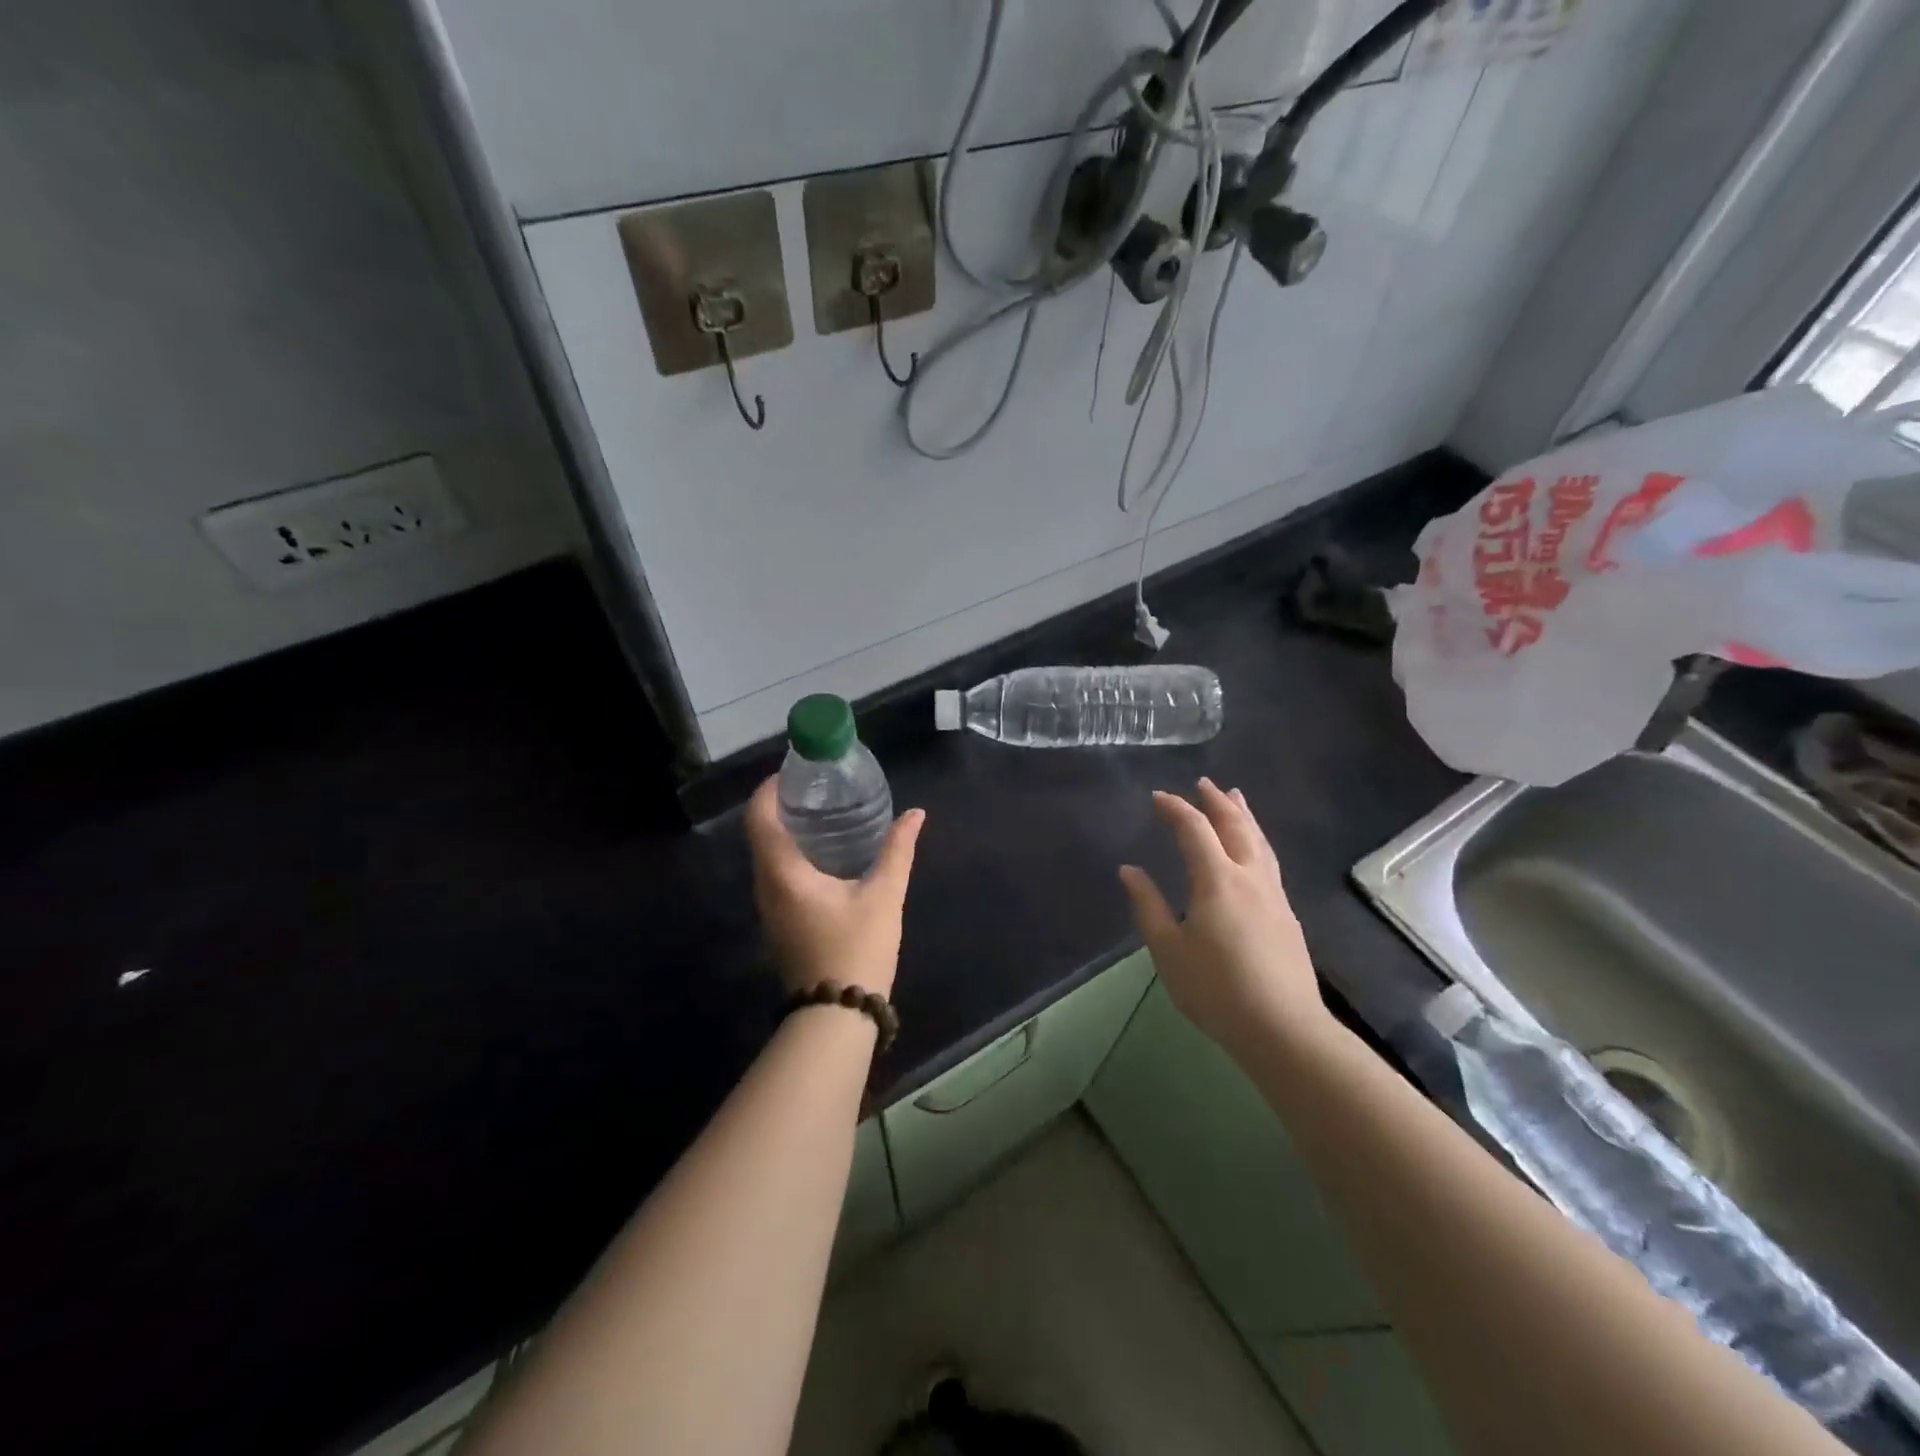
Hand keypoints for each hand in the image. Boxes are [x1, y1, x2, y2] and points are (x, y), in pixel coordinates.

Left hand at [745, 776, 924, 997]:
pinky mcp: (780, 922)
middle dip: (782, 804)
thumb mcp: (884, 896)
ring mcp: (769, 908)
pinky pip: (777, 874)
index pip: (760, 817)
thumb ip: (898, 850)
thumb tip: (915, 814)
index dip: (770, 788)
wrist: (838, 1016)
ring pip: (768, 856)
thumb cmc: (857, 949)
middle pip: (761, 833)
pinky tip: (824, 852)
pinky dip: (793, 853)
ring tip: (823, 812)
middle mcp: (766, 886)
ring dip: (787, 830)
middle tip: (817, 787)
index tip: (795, 771)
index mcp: (783, 873)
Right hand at [1119, 779, 1335, 1059]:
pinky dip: (1256, 841)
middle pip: (1236, 827)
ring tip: (1236, 798)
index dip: (1176, 809)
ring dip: (1244, 816)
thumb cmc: (1216, 989)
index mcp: (1218, 880)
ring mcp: (1274, 896)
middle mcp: (1250, 878)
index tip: (1158, 797)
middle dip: (1217, 802)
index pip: (1195, 830)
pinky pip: (1269, 861)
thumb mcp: (1168, 950)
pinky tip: (1253, 850)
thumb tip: (1129, 870)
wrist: (1283, 1028)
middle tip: (1204, 783)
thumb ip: (1148, 906)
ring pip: (1260, 842)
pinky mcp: (1287, 915)